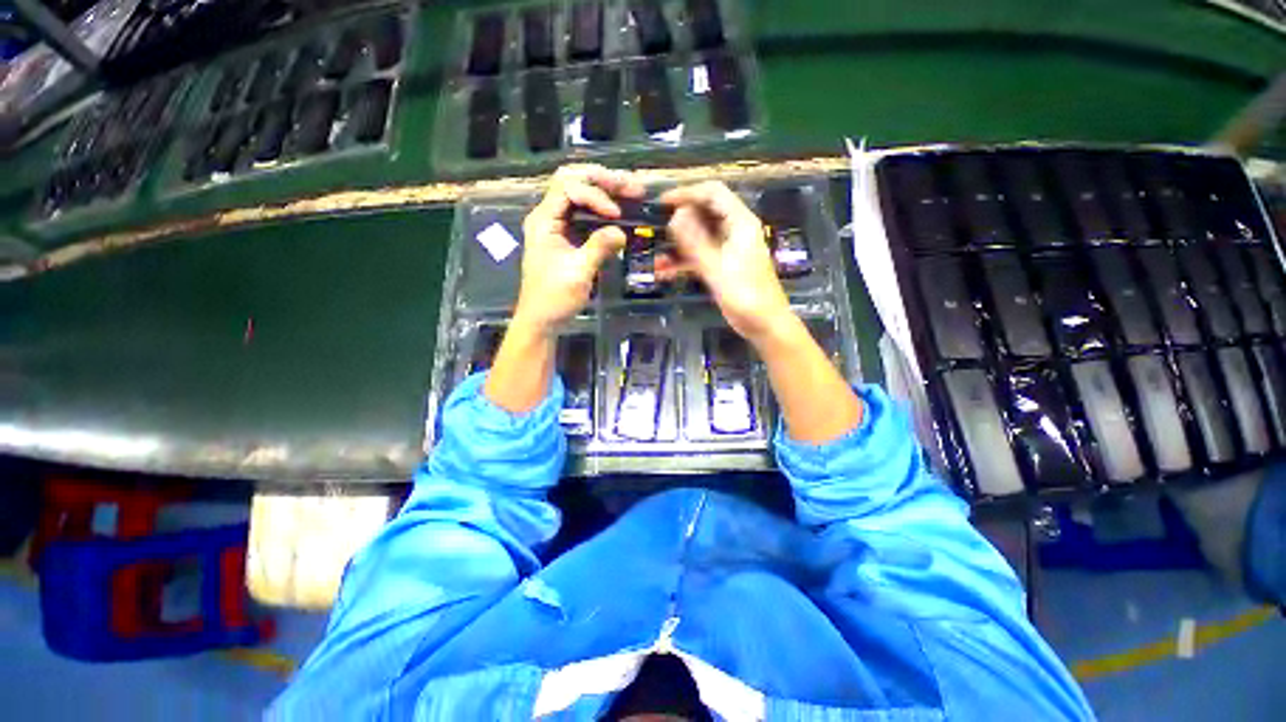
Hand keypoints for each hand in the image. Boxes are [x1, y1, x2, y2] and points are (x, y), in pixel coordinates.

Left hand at [515, 164, 645, 335]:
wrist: (542, 320)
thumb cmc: (554, 298)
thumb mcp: (578, 273)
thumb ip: (599, 247)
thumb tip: (622, 232)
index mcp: (543, 220)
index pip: (568, 188)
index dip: (595, 195)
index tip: (616, 215)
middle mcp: (548, 216)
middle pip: (573, 181)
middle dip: (603, 180)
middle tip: (632, 187)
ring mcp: (557, 226)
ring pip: (580, 194)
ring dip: (605, 191)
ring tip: (631, 192)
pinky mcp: (567, 237)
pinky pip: (585, 214)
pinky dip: (603, 209)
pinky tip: (620, 212)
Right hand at [659, 182, 794, 344]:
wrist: (764, 324)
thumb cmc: (746, 295)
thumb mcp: (717, 268)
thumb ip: (695, 241)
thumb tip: (676, 214)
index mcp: (740, 223)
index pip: (712, 193)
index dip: (686, 193)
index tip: (661, 202)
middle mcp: (734, 230)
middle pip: (703, 212)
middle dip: (678, 219)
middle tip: (654, 228)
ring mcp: (727, 248)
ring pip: (698, 236)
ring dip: (678, 245)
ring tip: (656, 257)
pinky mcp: (722, 265)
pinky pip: (699, 256)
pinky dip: (683, 262)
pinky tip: (664, 273)